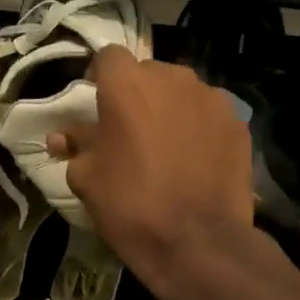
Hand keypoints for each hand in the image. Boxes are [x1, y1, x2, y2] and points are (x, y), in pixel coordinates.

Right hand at [46, 48, 271, 299]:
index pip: (108, 56)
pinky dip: (199, 127)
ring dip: (169, 108)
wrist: (198, 242)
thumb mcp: (86, 177)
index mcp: (127, 84)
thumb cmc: (130, 204)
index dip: (100, 77)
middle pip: (148, 72)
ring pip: (181, 91)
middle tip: (130, 129)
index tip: (97, 105)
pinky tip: (195, 159)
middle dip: (137, 93)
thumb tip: (61, 136)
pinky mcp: (237, 123)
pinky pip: (208, 113)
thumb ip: (75, 145)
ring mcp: (210, 98)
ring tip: (166, 145)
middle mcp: (171, 78)